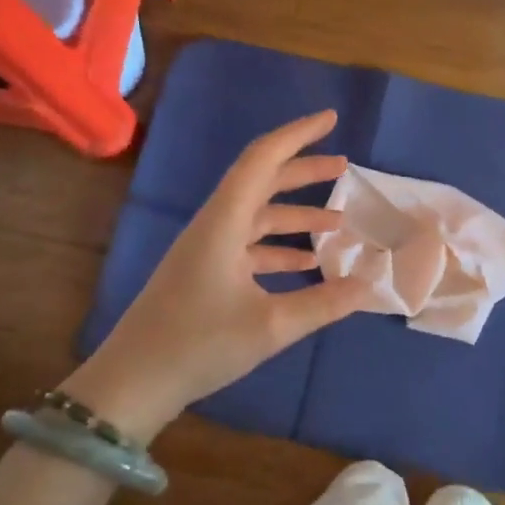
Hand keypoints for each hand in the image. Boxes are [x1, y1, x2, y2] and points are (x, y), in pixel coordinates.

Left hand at [69, 110, 368, 439]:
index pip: (263, 159)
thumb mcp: (271, 326)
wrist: (132, 383)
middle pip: (262, 183)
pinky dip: (279, 248)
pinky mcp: (203, 275)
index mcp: (224, 222)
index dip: (298, 135)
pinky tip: (307, 263)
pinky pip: (248, 246)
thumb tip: (371, 285)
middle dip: (304, 172)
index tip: (331, 120)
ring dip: (296, 214)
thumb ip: (325, 303)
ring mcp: (206, 251)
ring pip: (257, 217)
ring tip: (338, 221)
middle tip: (344, 167)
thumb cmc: (199, 345)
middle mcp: (214, 226)